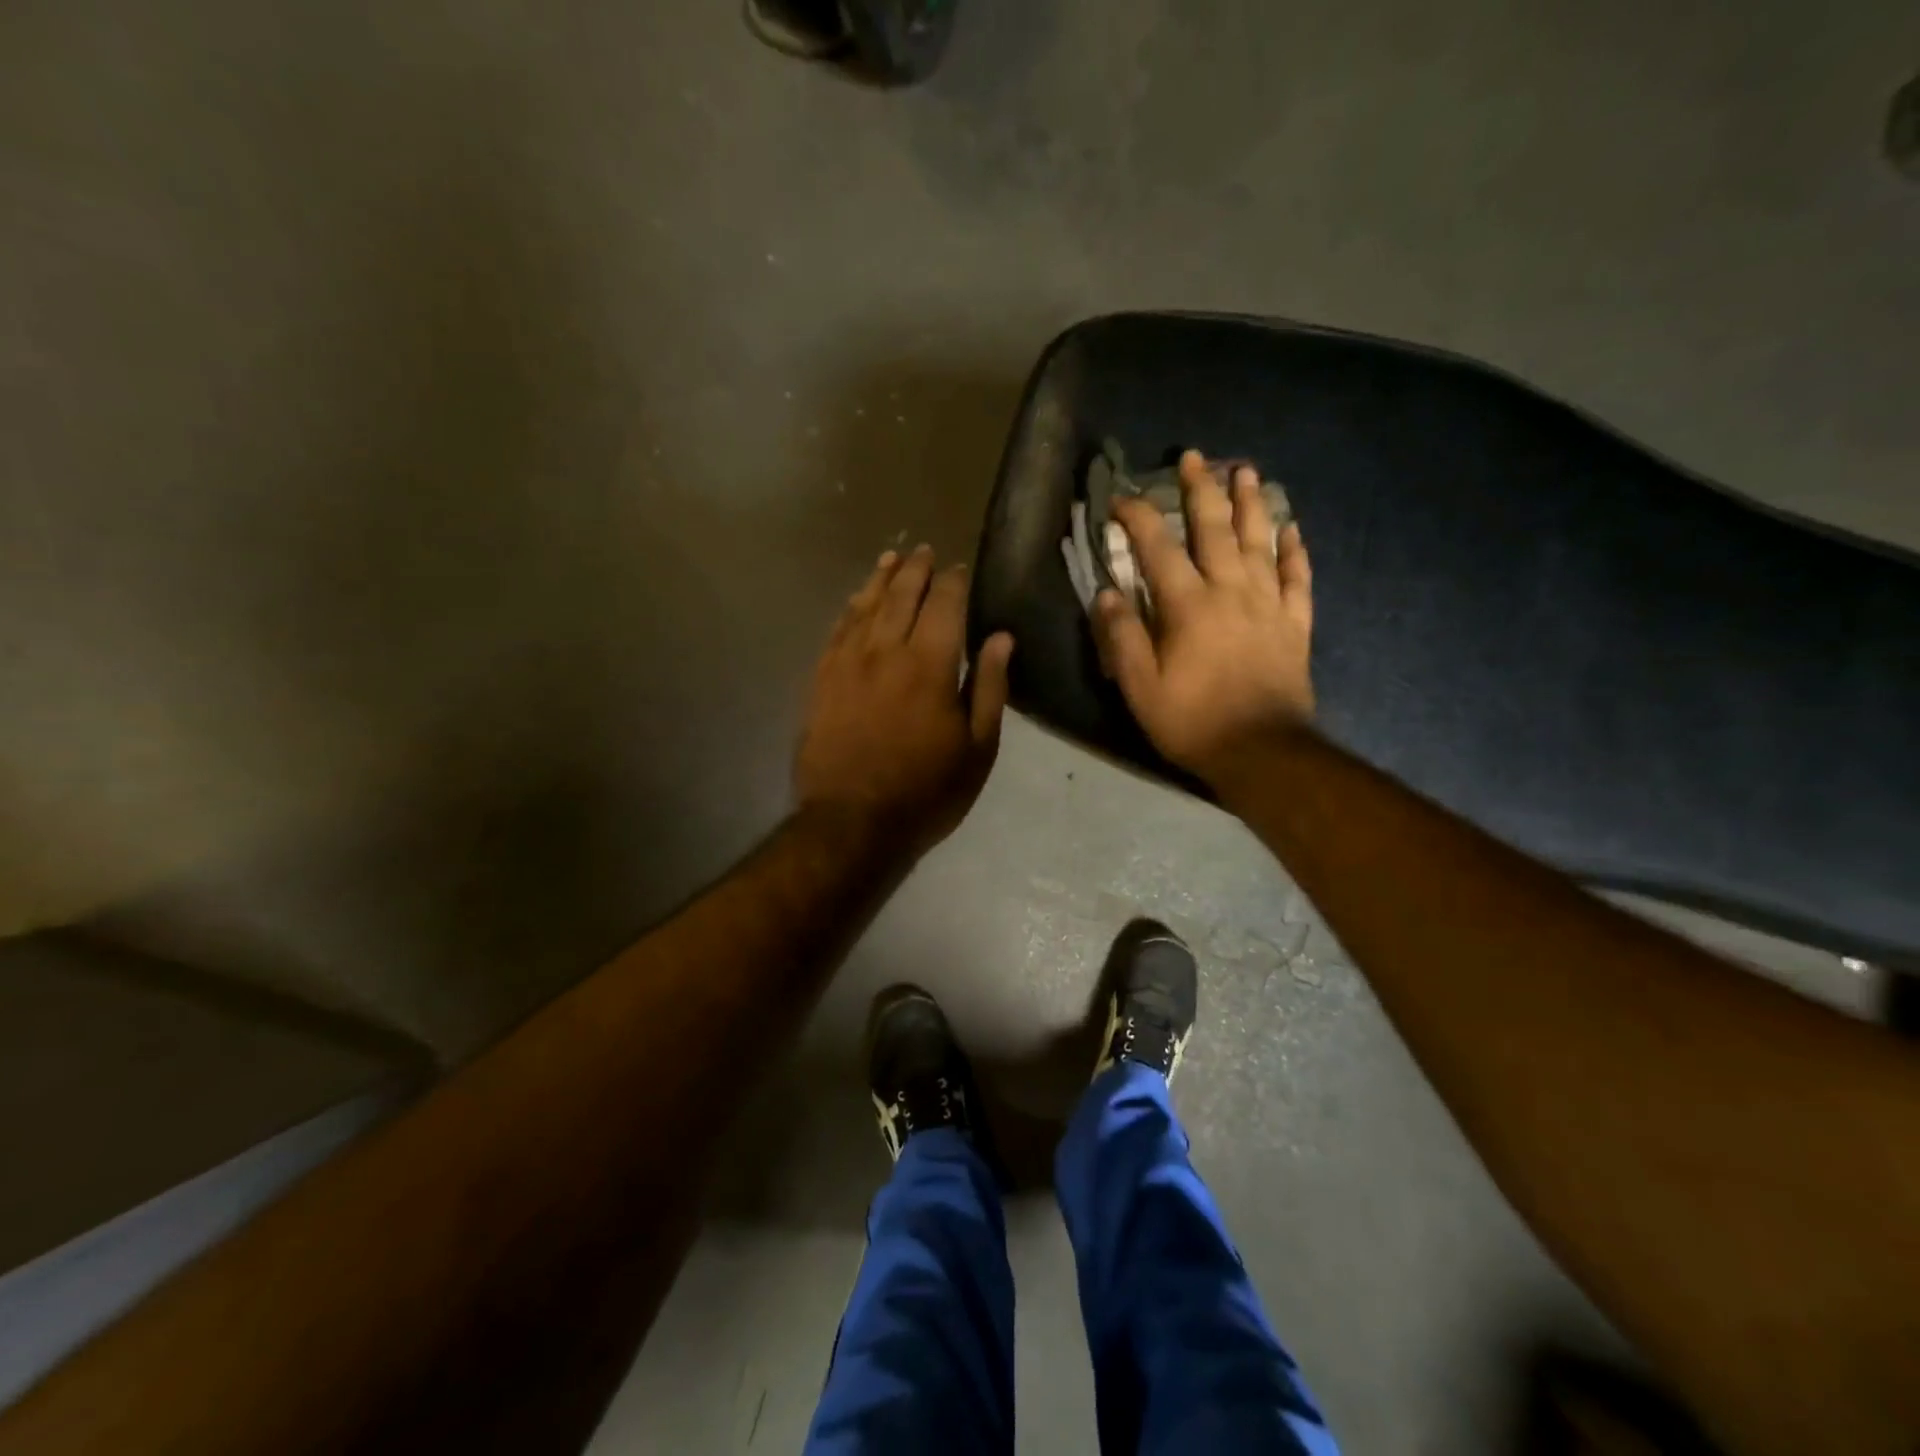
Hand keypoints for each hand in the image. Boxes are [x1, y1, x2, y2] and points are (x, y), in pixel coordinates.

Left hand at [796, 545, 1014, 853]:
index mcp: (929, 664)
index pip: (944, 604)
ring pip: (865, 605)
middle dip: (916, 569)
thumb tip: (1001, 636)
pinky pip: (837, 629)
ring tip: (892, 558)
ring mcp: (847, 662)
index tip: (960, 568)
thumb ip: (988, 686)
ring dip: (881, 578)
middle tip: (924, 551)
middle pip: (901, 594)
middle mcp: (885, 651)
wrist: (852, 823)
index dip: (954, 581)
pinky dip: (851, 607)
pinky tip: (857, 598)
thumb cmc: (926, 791)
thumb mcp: (977, 748)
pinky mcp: (822, 679)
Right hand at [1093, 450, 1314, 783]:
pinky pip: (1298, 578)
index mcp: (1188, 606)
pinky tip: (1292, 528)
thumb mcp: (1140, 687)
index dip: (1138, 518)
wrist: (1262, 752)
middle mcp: (1230, 592)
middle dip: (1201, 490)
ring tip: (1246, 472)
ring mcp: (1268, 605)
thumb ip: (1122, 637)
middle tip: (1195, 457)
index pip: (1158, 548)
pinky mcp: (1294, 624)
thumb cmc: (1192, 721)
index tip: (1121, 499)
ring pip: (1260, 542)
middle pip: (1214, 530)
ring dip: (1251, 504)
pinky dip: (1295, 550)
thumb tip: (1107, 593)